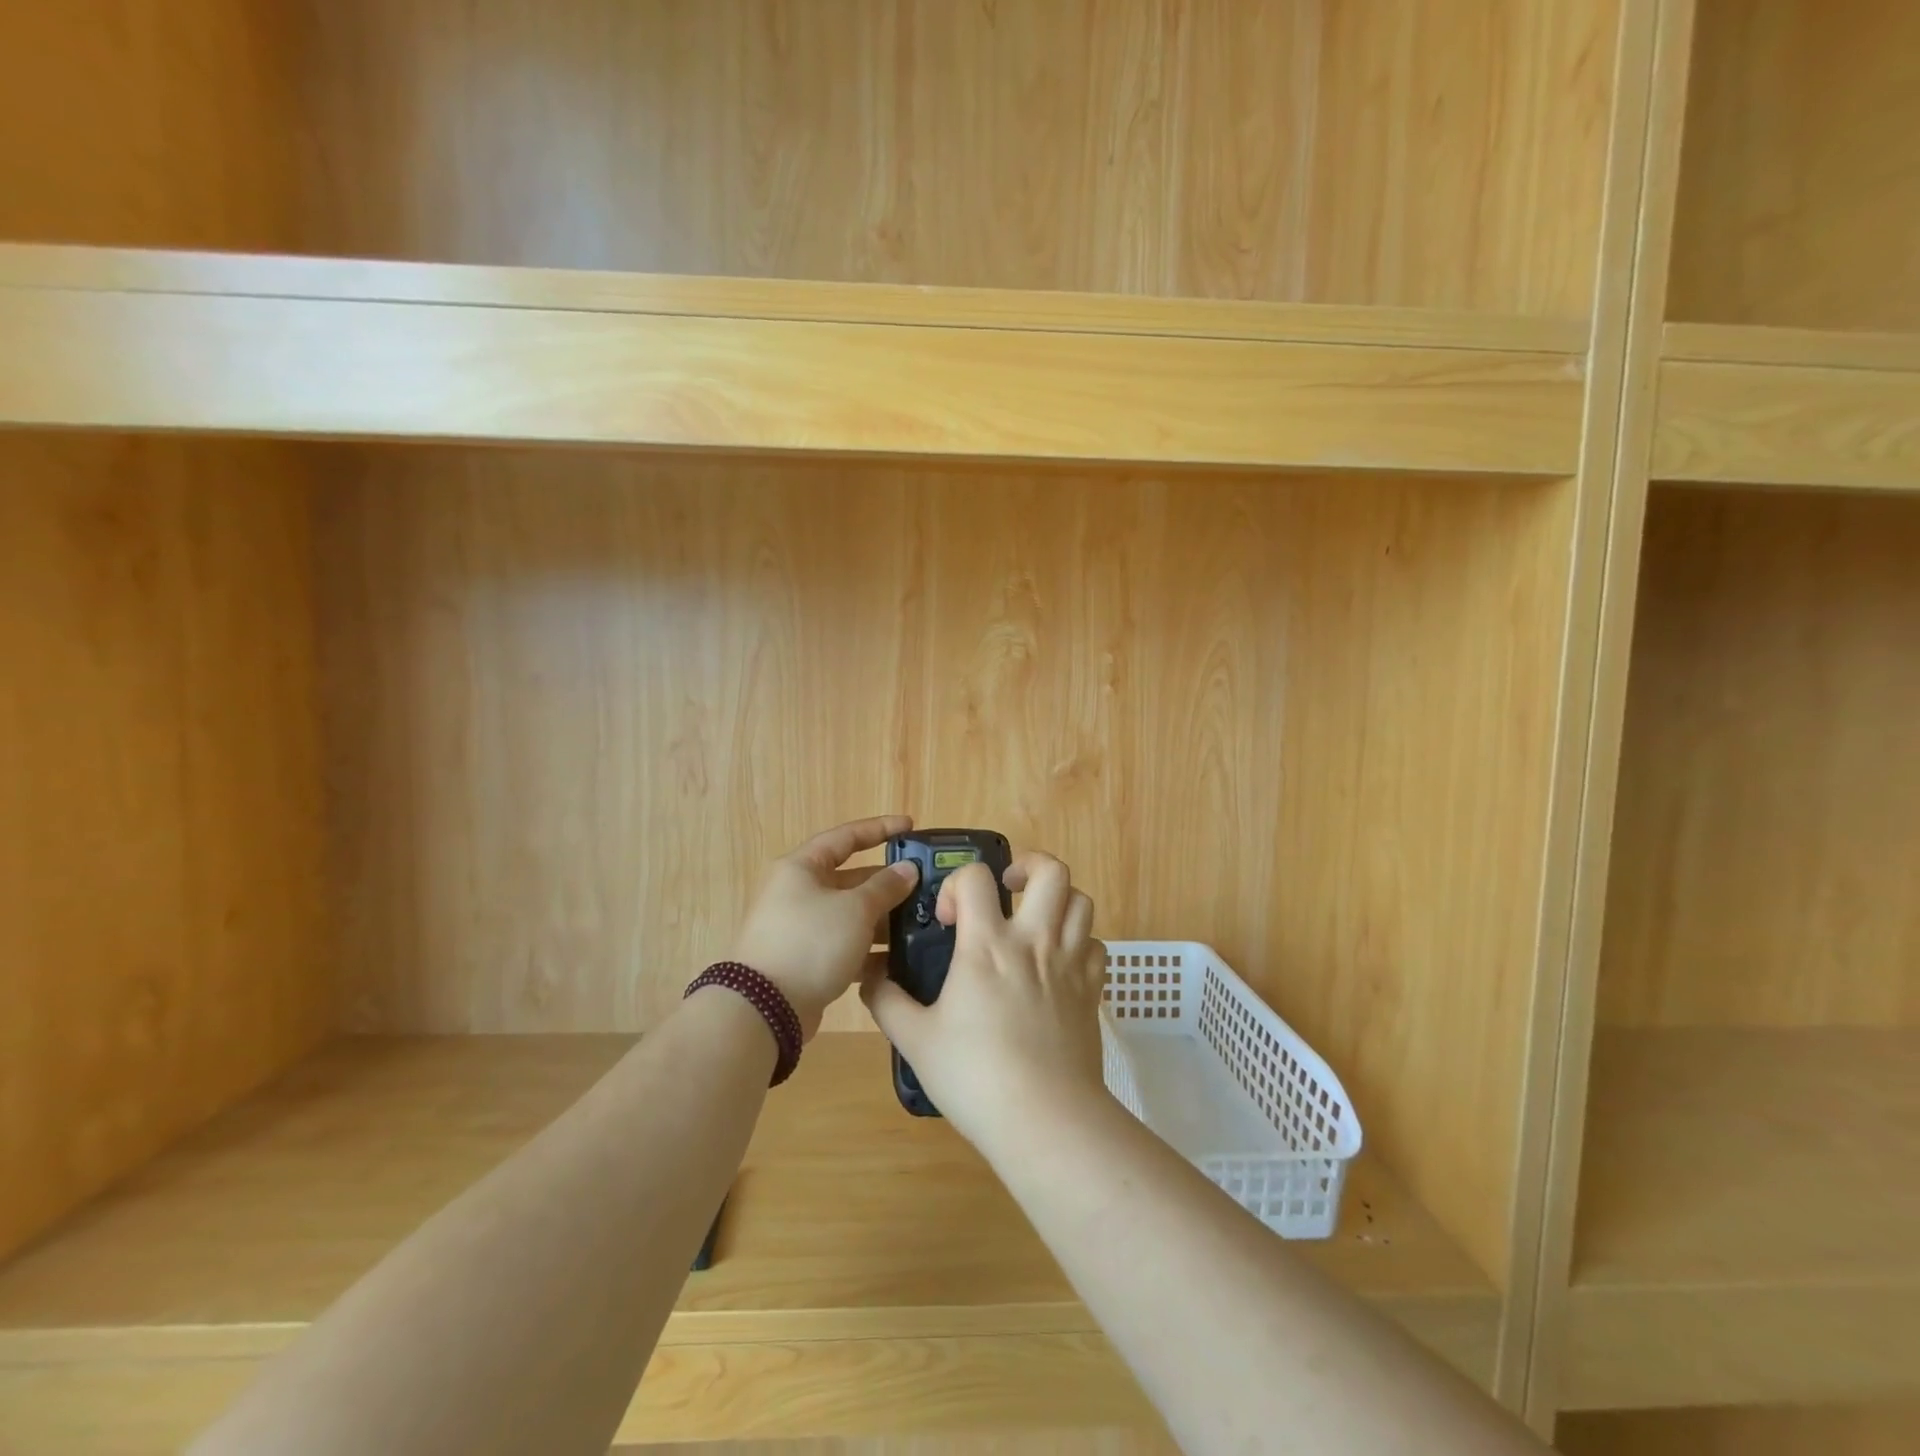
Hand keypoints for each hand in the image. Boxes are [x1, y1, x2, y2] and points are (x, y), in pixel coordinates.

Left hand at [728, 816, 921, 1038]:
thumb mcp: (855, 909)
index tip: (910, 826)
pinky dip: (867, 948)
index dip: (880, 829)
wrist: (764, 1008)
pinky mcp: (805, 959)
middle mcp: (798, 892)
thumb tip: (907, 870)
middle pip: (850, 878)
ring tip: (918, 924)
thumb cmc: (811, 942)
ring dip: (881, 918)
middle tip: (923, 886)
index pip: (846, 837)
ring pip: (849, 914)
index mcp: (802, 867)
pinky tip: (897, 958)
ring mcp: (800, 927)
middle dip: (886, 882)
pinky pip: (843, 944)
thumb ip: (885, 887)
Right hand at [861, 850, 1107, 1152]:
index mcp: (988, 945)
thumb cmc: (975, 1076)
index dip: (958, 884)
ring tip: (1035, 920)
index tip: (950, 920)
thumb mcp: (916, 1040)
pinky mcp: (1093, 989)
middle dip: (1028, 865)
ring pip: (1082, 900)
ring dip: (1058, 900)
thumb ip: (887, 1001)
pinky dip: (1080, 941)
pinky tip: (1059, 963)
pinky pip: (1096, 944)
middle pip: (1051, 871)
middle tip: (1007, 888)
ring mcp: (1070, 963)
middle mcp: (1034, 941)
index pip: (977, 876)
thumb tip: (871, 977)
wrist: (1045, 1119)